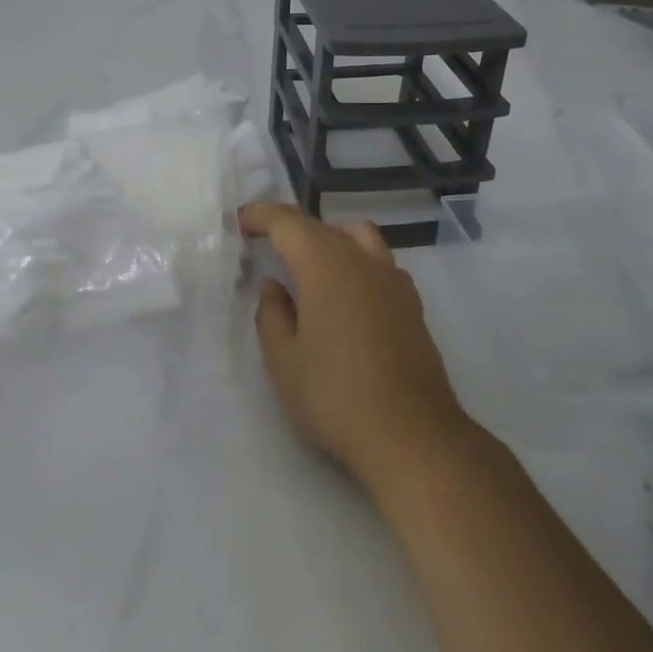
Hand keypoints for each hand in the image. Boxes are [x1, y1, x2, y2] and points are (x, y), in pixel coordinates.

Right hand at [241, 202, 473, 488]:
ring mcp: (394, 281)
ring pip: (358, 236)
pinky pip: (378, 262)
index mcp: (326, 266)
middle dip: (291, 228)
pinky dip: (355, 260)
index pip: (289, 223)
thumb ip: (272, 315)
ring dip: (328, 238)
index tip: (240, 223)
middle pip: (323, 226)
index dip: (262, 216)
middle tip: (265, 244)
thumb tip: (273, 286)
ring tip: (307, 264)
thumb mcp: (284, 361)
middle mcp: (363, 261)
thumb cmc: (335, 396)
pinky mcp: (412, 304)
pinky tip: (345, 294)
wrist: (411, 435)